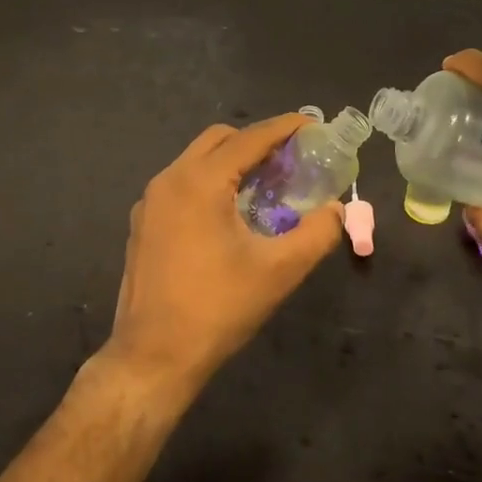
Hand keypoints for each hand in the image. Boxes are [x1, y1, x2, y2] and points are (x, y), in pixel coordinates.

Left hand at [102, 115, 344, 403]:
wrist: (152, 357)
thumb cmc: (217, 308)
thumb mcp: (279, 271)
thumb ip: (317, 233)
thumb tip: (338, 210)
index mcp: (200, 182)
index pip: (249, 138)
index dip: (284, 127)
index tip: (312, 124)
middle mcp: (170, 179)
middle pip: (219, 140)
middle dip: (256, 141)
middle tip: (290, 160)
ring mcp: (150, 201)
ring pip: (197, 161)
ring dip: (231, 162)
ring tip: (265, 185)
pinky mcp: (142, 223)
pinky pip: (181, 184)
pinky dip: (209, 183)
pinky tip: (230, 215)